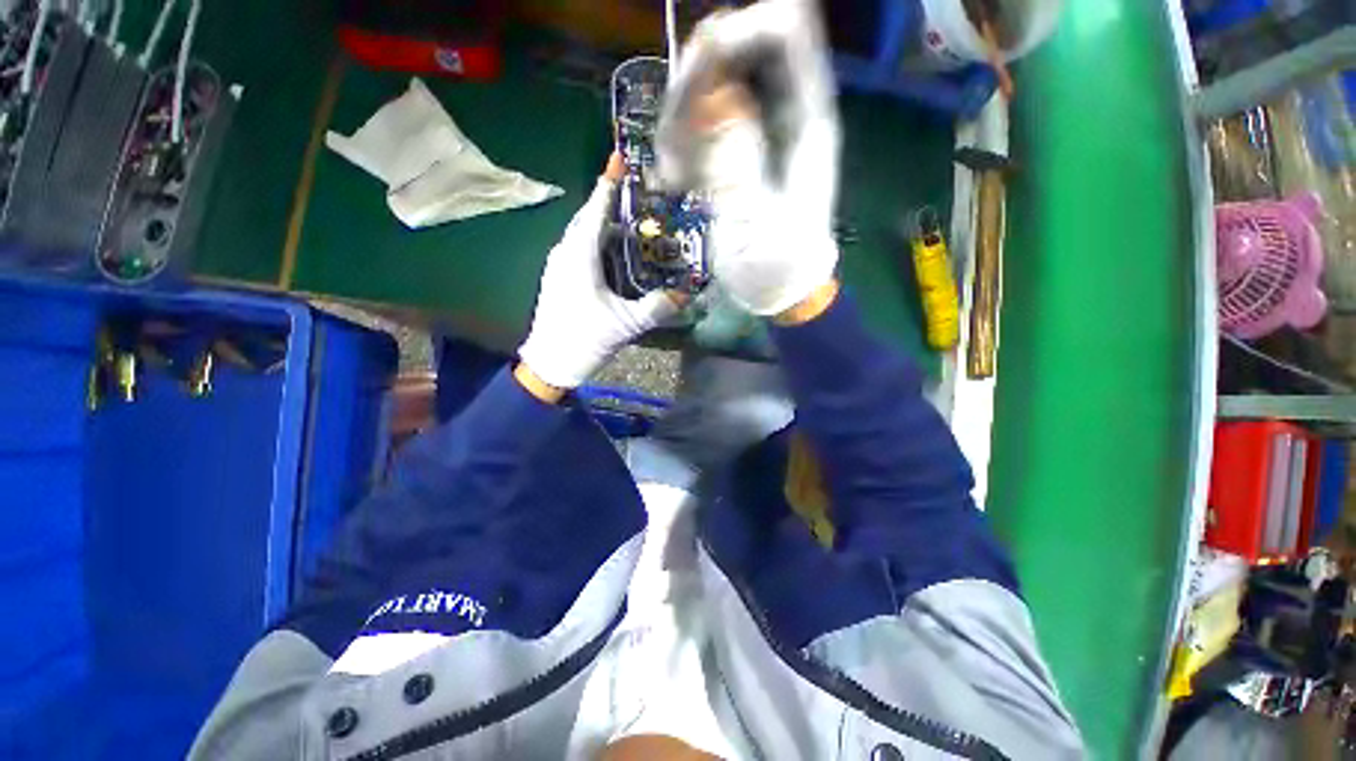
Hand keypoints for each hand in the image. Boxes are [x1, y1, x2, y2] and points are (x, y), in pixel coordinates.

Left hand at [517, 156, 680, 391]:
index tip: (618, 160)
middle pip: (586, 217)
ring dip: (600, 219)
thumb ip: (656, 308)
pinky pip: (577, 247)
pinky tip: (610, 248)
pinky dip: (594, 239)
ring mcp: (558, 265)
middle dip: (606, 199)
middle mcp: (564, 253)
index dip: (608, 185)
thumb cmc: (585, 339)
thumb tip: (684, 295)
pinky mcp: (558, 278)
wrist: (551, 363)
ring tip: (624, 215)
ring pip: (579, 232)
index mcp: (579, 257)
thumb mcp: (626, 324)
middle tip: (631, 188)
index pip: (595, 211)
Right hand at [656, 0, 840, 316]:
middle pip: (739, 54)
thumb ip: (738, 164)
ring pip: (712, 89)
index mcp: (806, 123)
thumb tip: (719, 99)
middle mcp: (784, 116)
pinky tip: (676, 180)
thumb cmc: (778, 266)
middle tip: (673, 142)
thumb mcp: (758, 225)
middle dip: (696, 84)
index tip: (698, 70)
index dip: (738, 33)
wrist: (781, 291)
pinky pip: (702, 126)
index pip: (785, 37)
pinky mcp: (737, 154)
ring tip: (674, 175)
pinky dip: (682, 146)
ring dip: (681, 123)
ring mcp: (757, 133)